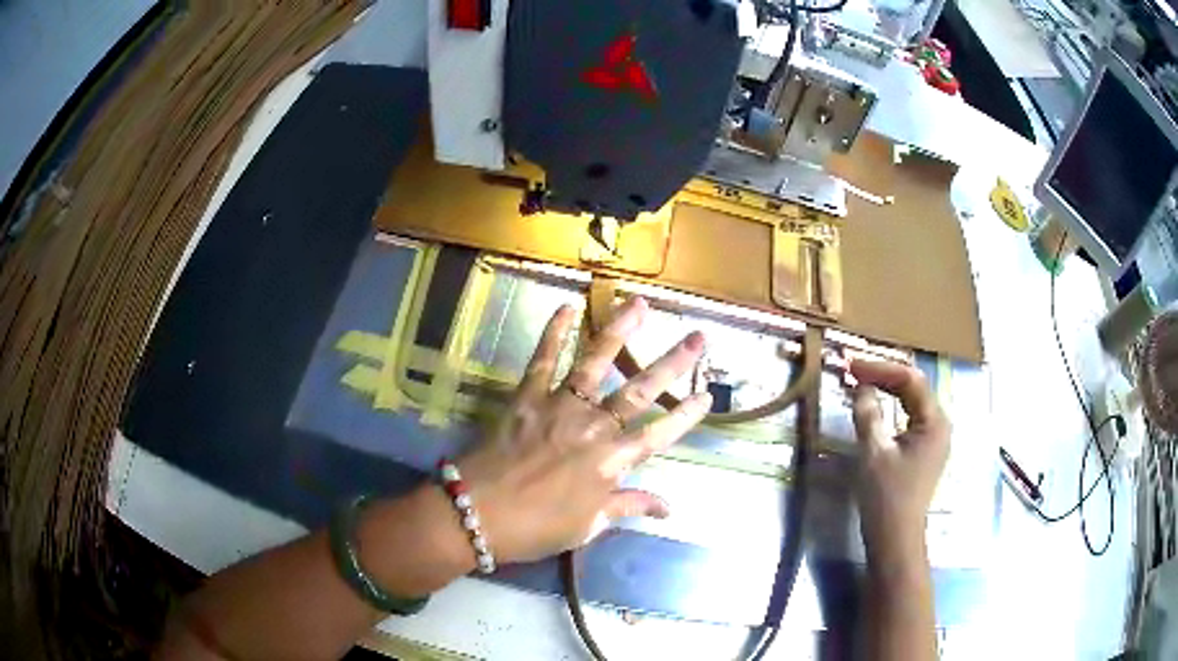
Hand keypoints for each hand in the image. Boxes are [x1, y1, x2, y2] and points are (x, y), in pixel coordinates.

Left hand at [458, 297, 711, 563]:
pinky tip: (566, 307)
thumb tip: (668, 507)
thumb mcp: (587, 526)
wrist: (479, 514)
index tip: (707, 394)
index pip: (659, 434)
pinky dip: (553, 333)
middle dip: (672, 363)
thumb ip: (627, 507)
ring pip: (596, 363)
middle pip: (640, 390)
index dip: (685, 415)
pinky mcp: (527, 397)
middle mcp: (593, 428)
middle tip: (697, 337)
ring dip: (620, 331)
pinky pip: (542, 360)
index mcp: (610, 463)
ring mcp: (559, 407)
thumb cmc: (537, 528)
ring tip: (639, 304)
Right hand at [850, 360, 949, 553]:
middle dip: (883, 375)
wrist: (895, 538)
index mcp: (934, 421)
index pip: (909, 379)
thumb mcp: (873, 452)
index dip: (879, 368)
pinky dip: (891, 406)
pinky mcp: (924, 449)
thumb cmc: (886, 496)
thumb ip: (867, 414)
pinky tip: (875, 406)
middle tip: (852, 370)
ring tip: (861, 382)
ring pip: (911, 401)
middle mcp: (940, 424)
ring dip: (887, 389)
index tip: (851, 365)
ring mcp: (934, 437)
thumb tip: (860, 386)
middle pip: (913, 387)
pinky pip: (909, 416)